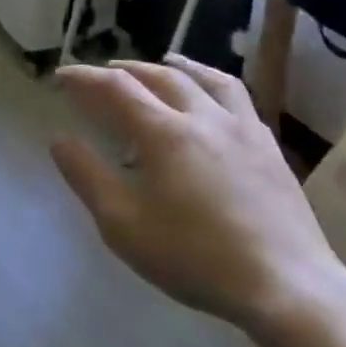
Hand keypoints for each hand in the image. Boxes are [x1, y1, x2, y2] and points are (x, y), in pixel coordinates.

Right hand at [49, 55, 345, 333]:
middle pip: (160, 76)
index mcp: (165, 133)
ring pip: (207, 79)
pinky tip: (212, 104)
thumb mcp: (123, 224)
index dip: (85, 77)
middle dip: (126, 70)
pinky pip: (237, 98)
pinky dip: (212, 86)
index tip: (61, 76)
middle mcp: (204, 117)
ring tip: (164, 62)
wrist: (285, 284)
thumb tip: (60, 140)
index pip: (116, 88)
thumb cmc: (194, 257)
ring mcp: (243, 129)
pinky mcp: (270, 147)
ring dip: (176, 66)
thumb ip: (88, 177)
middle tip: (104, 74)